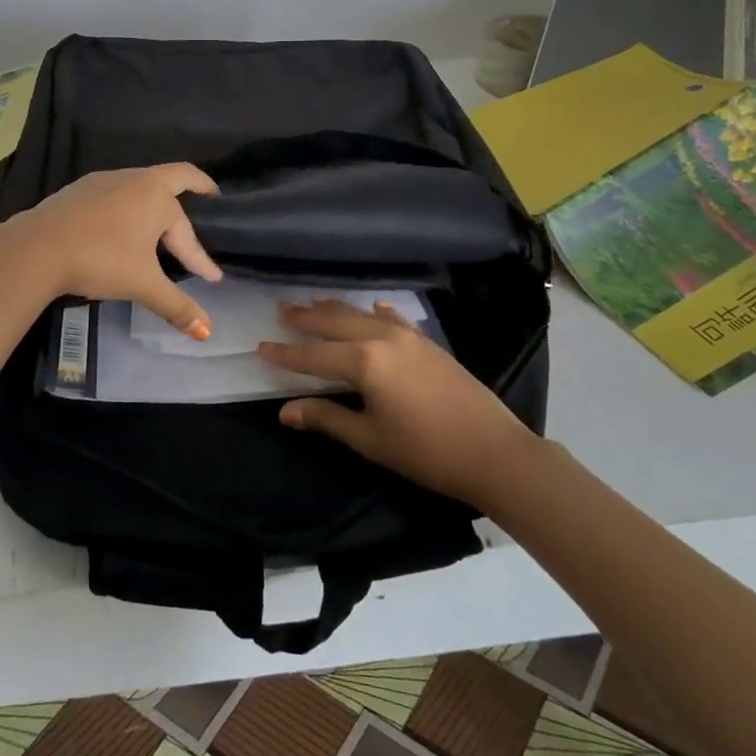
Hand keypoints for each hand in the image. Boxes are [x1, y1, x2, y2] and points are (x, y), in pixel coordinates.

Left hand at [0, 164, 222, 335]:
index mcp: (156, 195)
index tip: (212, 277)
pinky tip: (119, 227)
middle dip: (191, 193)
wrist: (36, 248)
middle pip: (171, 182)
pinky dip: (127, 208)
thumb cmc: (100, 259)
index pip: (188, 228)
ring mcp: (103, 181)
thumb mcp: (143, 284)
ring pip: (140, 188)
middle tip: (205, 203)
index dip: (201, 256)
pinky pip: (114, 194)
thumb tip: (207, 333)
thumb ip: (176, 306)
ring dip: (155, 204)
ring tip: (160, 224)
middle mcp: (133, 179)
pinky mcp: (78, 190)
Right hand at [261, 301, 533, 504]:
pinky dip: (378, 312)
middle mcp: (382, 338)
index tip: (260, 346)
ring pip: (362, 315)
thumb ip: (327, 418)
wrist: (494, 451)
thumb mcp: (370, 439)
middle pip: (335, 324)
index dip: (286, 353)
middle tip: (282, 310)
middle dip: (307, 319)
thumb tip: (285, 411)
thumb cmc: (426, 451)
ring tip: (314, 303)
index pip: (313, 356)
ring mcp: (408, 336)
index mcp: (363, 361)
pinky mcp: (429, 343)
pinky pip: (395, 319)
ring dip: (336, 310)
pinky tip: (375, 306)